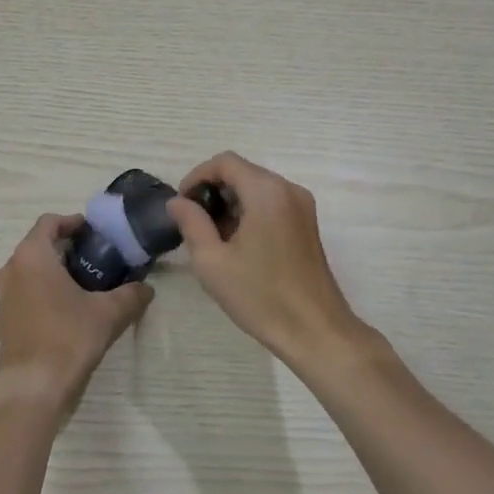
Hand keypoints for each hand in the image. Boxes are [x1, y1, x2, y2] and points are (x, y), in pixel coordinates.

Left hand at [0, 213, 151, 418]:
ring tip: (78, 287)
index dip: (71, 222)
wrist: (33, 389)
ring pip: (26, 274)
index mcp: (32, 256)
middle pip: (36, 247)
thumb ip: (130, 295)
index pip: (49, 222)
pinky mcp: (1, 324)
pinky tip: (60, 316)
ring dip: (49, 275)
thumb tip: (147, 288)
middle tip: (92, 259)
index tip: (93, 232)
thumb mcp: (108, 313)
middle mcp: (10, 271)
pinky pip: (21, 299)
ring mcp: (2, 300)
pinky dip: (39, 298)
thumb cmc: (68, 337)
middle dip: (63, 250)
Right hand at [167, 152, 363, 364]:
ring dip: (230, 203)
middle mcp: (288, 189)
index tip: (182, 205)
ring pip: (256, 188)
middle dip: (213, 191)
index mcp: (266, 191)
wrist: (316, 331)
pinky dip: (249, 212)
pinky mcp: (307, 224)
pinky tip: (238, 244)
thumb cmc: (261, 296)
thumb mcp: (212, 261)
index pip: (224, 162)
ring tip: (213, 238)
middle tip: (194, 224)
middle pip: (242, 172)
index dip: (197, 176)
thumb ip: (191, 223)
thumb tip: (177, 202)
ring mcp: (302, 206)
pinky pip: (272, 203)